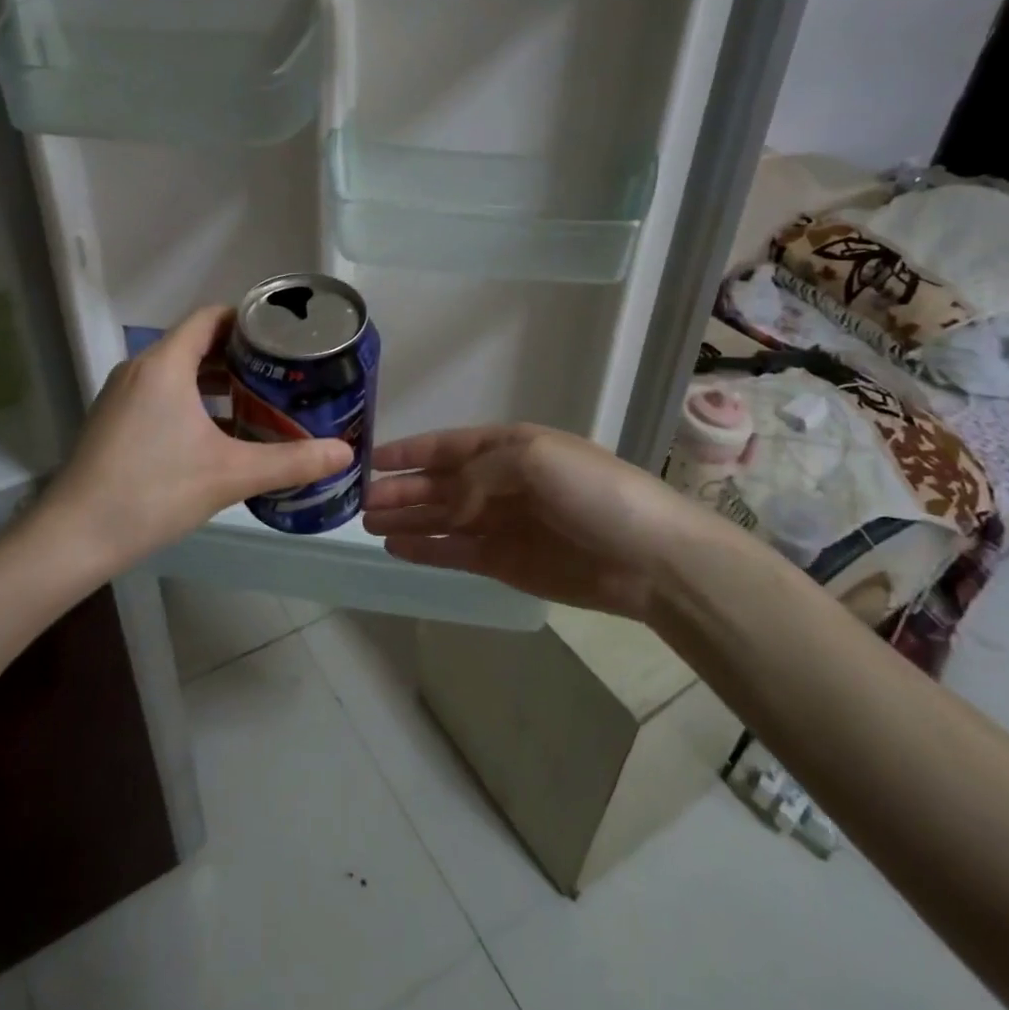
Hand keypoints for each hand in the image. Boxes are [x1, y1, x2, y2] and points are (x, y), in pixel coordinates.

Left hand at [36, 306, 353, 572]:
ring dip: (216, 382)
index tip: (283, 336)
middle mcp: (140, 369)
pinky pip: (160, 394)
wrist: (74, 537)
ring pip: (177, 372)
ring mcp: (121, 395)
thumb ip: (292, 461)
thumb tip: (345, 454)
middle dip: (239, 355)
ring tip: (257, 401)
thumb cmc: (154, 492)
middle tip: (281, 373)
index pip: (210, 318)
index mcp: (165, 365)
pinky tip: (218, 434)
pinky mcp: (113, 420)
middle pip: (196, 344)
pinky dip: (192, 401)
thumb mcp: (231, 475)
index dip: (248, 320)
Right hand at [362, 423, 719, 617]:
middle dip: (400, 490)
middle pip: (438, 485)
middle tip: (359, 502)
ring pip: (440, 519)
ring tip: (367, 524)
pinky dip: (425, 549)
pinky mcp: (504, 563)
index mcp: (508, 447)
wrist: (649, 557)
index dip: (408, 452)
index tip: (370, 460)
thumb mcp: (533, 459)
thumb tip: (446, 503)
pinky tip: (396, 548)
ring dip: (406, 519)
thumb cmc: (593, 492)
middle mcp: (499, 483)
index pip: (447, 446)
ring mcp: (500, 524)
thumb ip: (478, 474)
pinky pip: (454, 552)